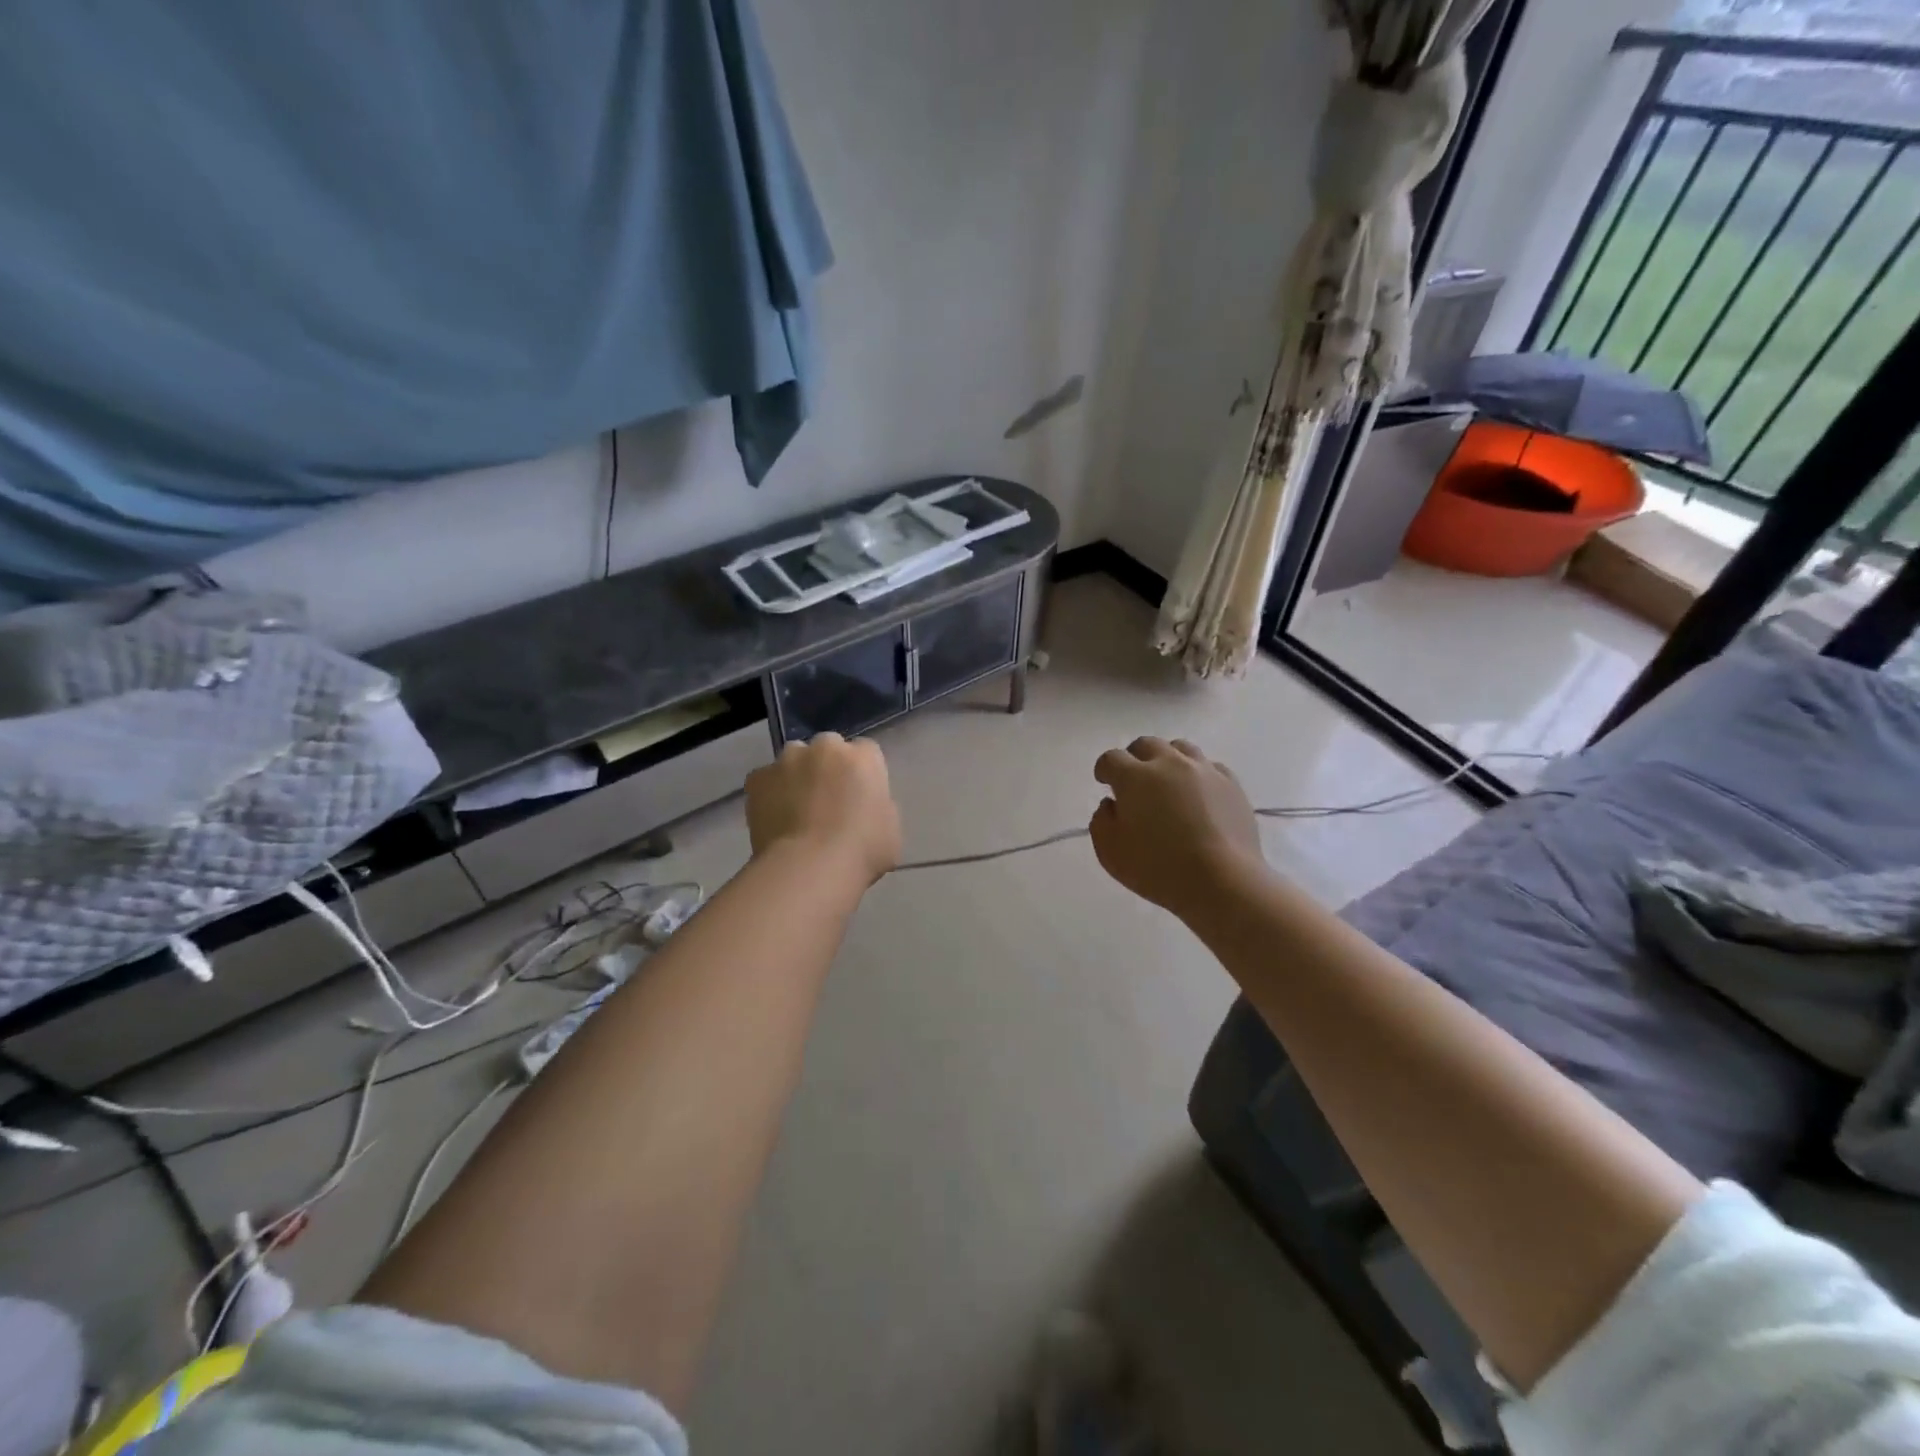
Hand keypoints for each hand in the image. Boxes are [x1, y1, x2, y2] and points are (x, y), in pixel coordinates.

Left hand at [746, 733, 901, 884]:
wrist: (810, 868)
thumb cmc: (862, 850)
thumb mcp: (891, 828)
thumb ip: (877, 805)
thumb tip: (863, 807)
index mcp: (863, 757)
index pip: (866, 752)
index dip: (861, 773)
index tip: (858, 795)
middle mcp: (826, 747)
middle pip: (828, 748)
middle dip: (827, 767)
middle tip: (827, 801)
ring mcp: (788, 760)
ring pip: (794, 760)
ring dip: (797, 776)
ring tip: (796, 810)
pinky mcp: (758, 778)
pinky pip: (765, 780)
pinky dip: (769, 794)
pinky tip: (774, 819)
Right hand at [1089, 737, 1266, 918]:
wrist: (1222, 881)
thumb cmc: (1158, 868)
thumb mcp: (1110, 852)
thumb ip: (1102, 821)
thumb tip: (1112, 804)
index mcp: (1134, 777)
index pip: (1112, 759)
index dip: (1104, 769)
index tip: (1104, 782)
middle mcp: (1169, 763)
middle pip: (1146, 745)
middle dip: (1135, 758)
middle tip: (1134, 780)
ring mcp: (1204, 770)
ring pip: (1180, 748)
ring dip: (1168, 760)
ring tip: (1168, 782)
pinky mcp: (1232, 784)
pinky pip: (1210, 767)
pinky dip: (1198, 774)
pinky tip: (1198, 793)